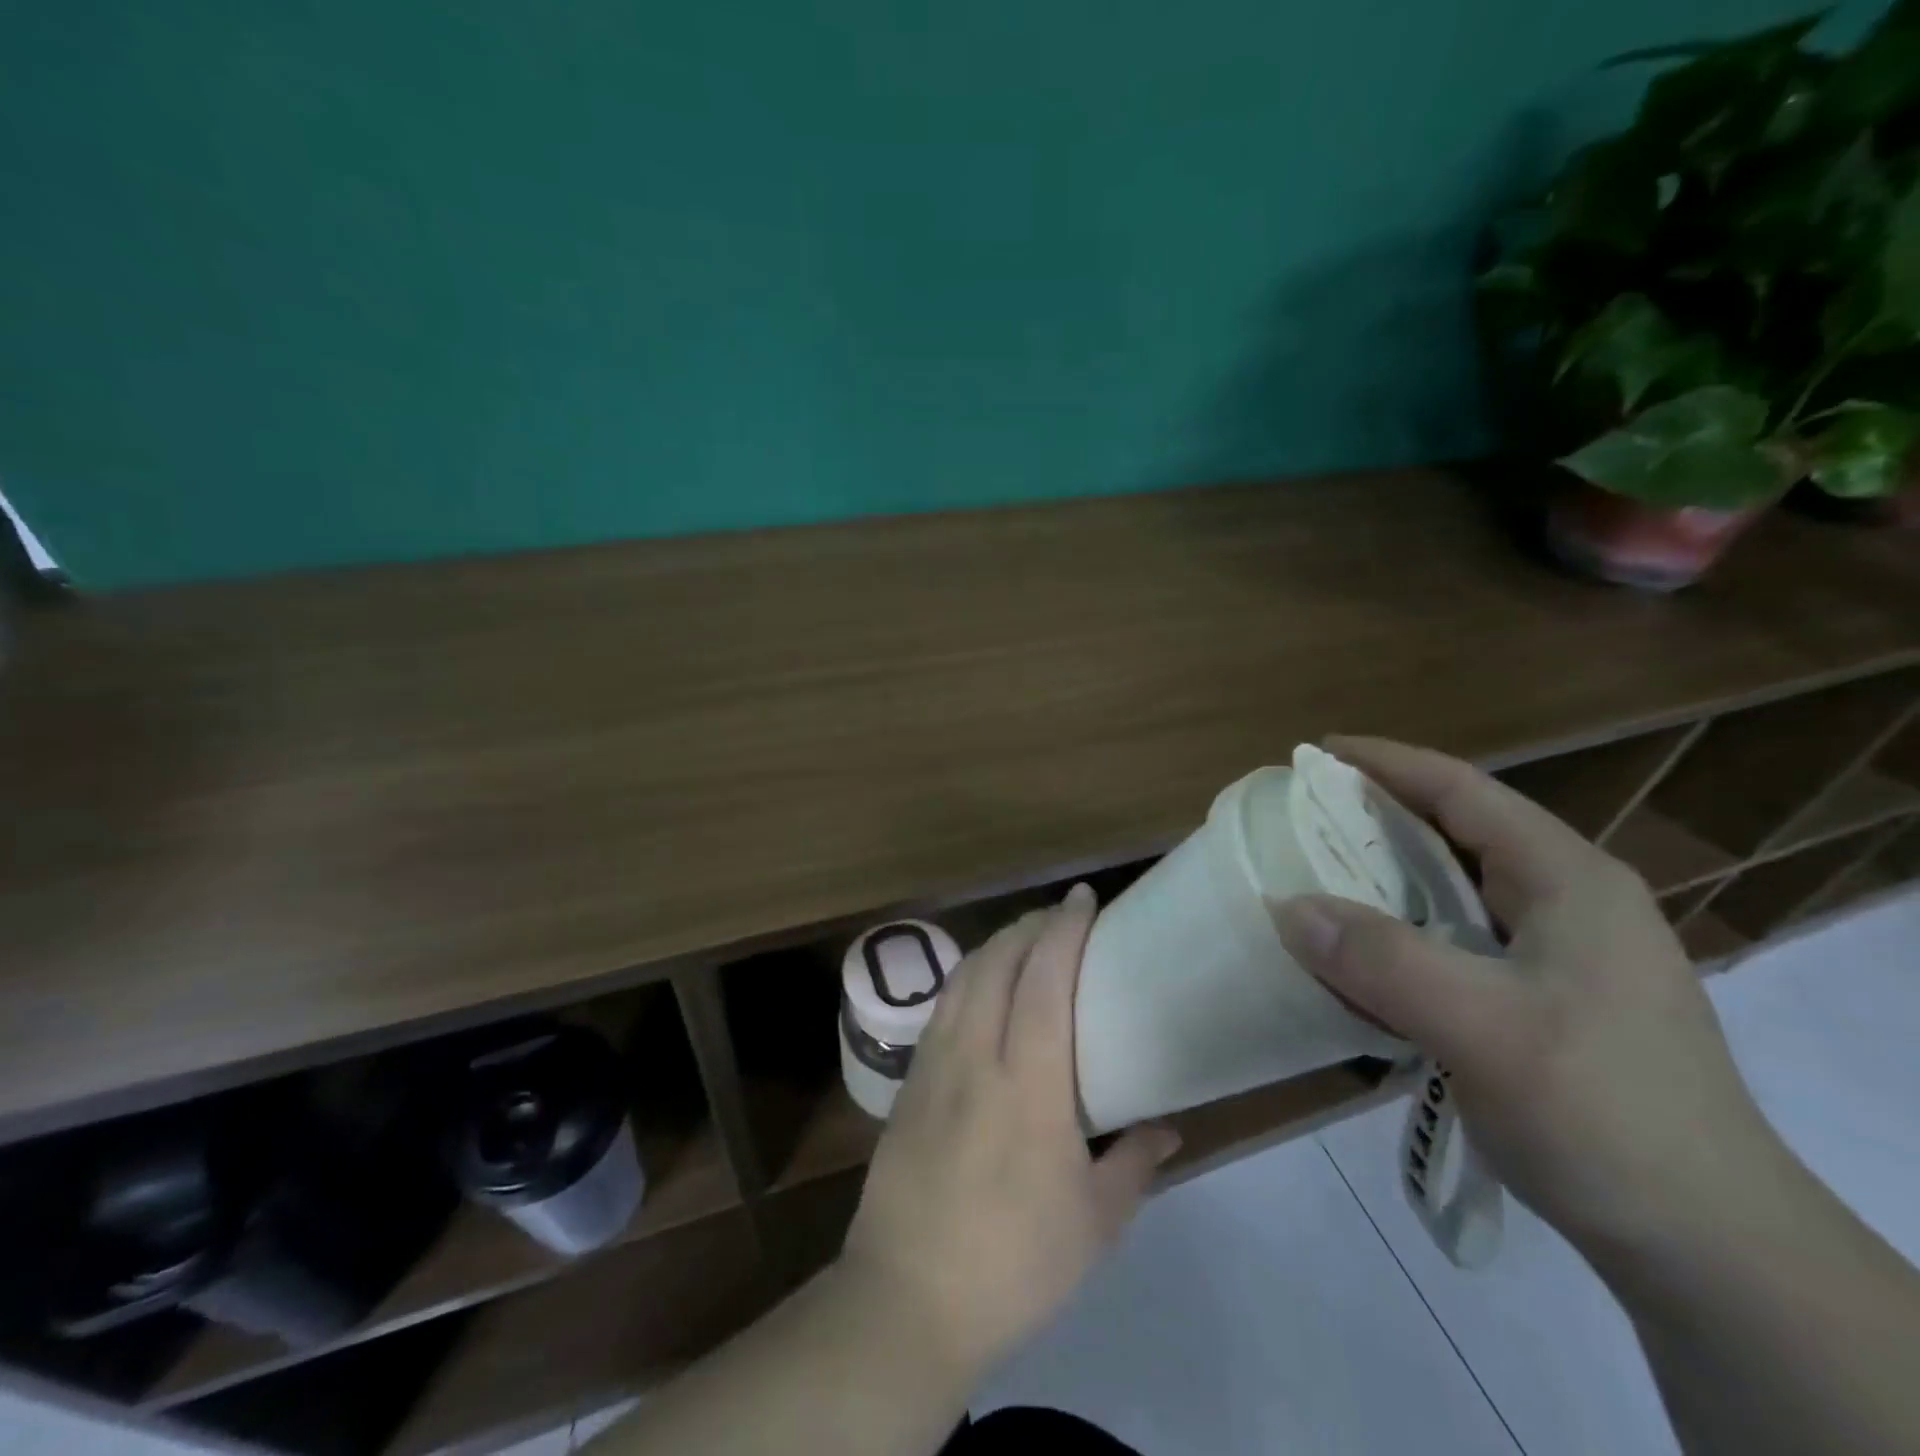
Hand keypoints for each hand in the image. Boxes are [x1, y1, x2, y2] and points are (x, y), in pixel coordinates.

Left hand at [840, 885, 1180, 1377]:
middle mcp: (977, 1055)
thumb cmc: (1016, 1263)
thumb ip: (1136, 1162)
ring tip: (1024, 940)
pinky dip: (968, 977)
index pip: (1046, 979)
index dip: (1064, 929)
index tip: (1083, 898)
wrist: (908, 1298)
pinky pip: (942, 1006)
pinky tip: (980, 988)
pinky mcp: (908, 1080)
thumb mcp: (1096, 1223)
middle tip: (1060, 916)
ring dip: (996, 945)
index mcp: (1029, 1083)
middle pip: (999, 961)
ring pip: (964, 977)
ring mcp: (934, 1064)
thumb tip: (1167, 1124)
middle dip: (1030, 925)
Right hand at [1273, 737, 1789, 1259]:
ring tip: (1313, 881)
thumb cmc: (1605, 1114)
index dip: (1385, 763)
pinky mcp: (1542, 1001)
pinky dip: (1397, 936)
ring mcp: (1558, 955)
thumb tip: (1288, 907)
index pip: (1462, 790)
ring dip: (1381, 882)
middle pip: (1454, 834)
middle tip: (1298, 821)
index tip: (1313, 753)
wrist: (1709, 1247)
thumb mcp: (1486, 1030)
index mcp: (1568, 881)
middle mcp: (1567, 903)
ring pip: (1451, 892)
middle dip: (1374, 820)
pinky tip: (1359, 960)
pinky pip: (1451, 944)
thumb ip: (1383, 961)